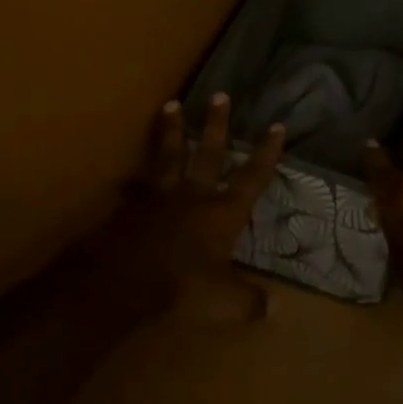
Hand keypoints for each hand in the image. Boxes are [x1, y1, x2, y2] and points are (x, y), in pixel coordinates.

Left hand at [106, 93, 285, 320]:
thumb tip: (277, 309)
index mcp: (223, 212)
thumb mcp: (225, 301)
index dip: (266, 153)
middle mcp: (194, 195)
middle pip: (209, 153)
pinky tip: (125, 173)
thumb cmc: (184, 286)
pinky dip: (131, 178)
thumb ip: (250, 301)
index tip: (277, 126)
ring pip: (169, 155)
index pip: (252, 177)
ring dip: (172, 131)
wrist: (128, 279)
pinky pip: (134, 185)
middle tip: (219, 95)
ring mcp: (160, 195)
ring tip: (171, 104)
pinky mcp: (133, 205)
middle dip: (216, 125)